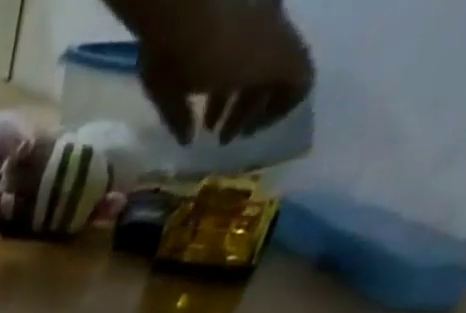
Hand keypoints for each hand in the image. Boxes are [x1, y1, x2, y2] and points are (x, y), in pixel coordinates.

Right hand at [137, 1, 313, 144]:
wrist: (185, 21)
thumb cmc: (169, 52)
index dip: (227, 98)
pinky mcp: (284, 56)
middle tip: (222, 137)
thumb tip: (187, 138)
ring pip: (279, 77)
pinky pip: (299, 85)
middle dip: (241, 109)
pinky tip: (255, 129)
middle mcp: (260, 27)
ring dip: (254, 112)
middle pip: (260, 72)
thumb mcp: (167, 88)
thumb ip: (178, 115)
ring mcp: (275, 37)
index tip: (210, 125)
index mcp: (234, 28)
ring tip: (231, 136)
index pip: (241, 62)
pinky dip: (279, 110)